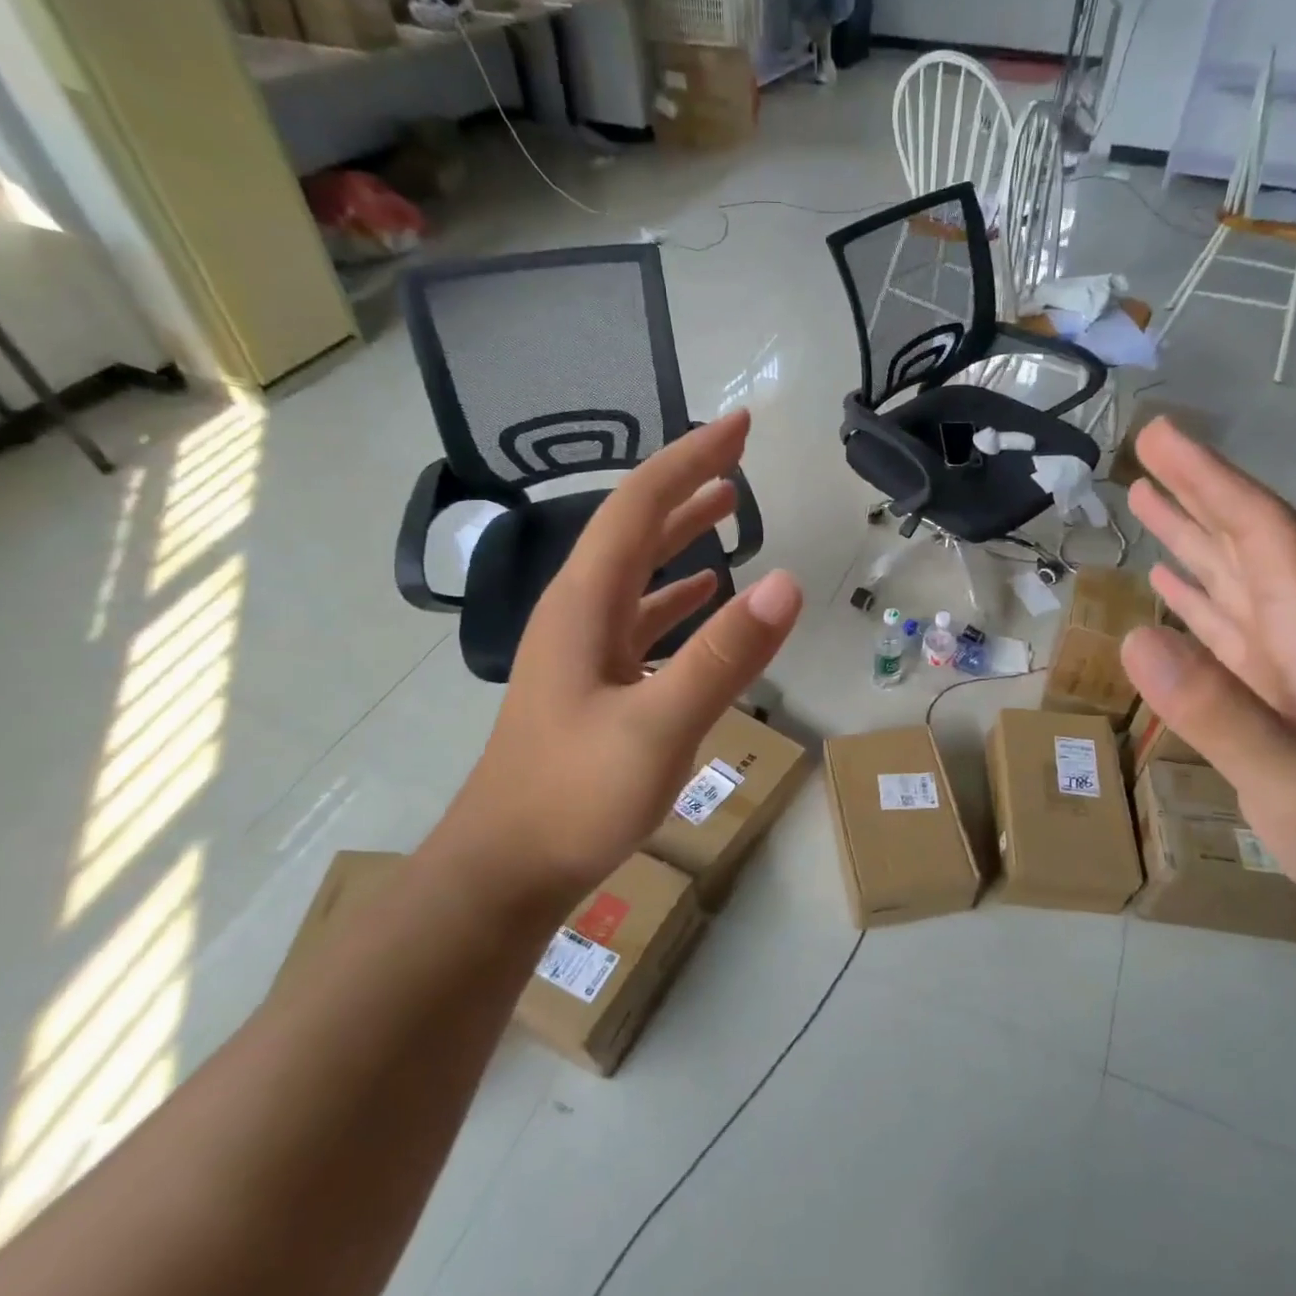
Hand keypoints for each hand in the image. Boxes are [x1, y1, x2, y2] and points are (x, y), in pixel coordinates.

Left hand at [427, 412, 801, 910]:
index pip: (639, 505)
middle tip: (738, 455)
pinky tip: (704, 597)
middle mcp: (580, 612)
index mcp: (585, 603)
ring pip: (638, 571)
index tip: (740, 426)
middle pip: (635, 527)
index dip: (690, 459)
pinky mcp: (595, 683)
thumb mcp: (658, 727)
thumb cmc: (573, 796)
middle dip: (687, 485)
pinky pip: (641, 619)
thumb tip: (788, 583)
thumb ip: (722, 657)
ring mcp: (585, 649)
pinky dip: (676, 596)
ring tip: (727, 507)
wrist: (507, 868)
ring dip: (680, 534)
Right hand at [1121, 420, 1295, 934]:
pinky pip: (1225, 630)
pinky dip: (1193, 598)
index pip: (1262, 535)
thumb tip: (1134, 637)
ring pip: (1233, 583)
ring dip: (1190, 538)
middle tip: (1145, 450)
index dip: (1211, 481)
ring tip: (1143, 501)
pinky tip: (1166, 585)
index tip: (1161, 439)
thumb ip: (1216, 709)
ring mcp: (1288, 669)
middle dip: (1198, 492)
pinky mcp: (1273, 699)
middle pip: (1248, 545)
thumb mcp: (1291, 778)